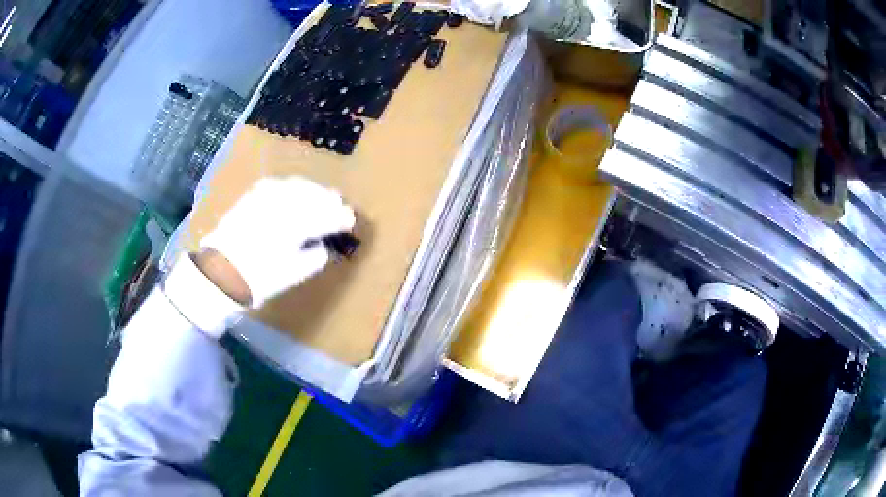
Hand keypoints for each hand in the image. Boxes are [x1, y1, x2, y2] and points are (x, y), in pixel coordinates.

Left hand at [199, 176, 355, 307]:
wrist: (222, 270)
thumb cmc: (260, 277)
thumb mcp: (294, 273)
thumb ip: (315, 256)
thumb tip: (324, 245)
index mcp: (298, 223)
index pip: (329, 215)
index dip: (342, 218)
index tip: (351, 221)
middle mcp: (286, 202)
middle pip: (316, 195)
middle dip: (330, 201)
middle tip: (340, 208)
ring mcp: (269, 195)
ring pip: (300, 186)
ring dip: (314, 192)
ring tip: (322, 199)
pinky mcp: (255, 194)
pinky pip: (281, 184)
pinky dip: (294, 188)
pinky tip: (297, 194)